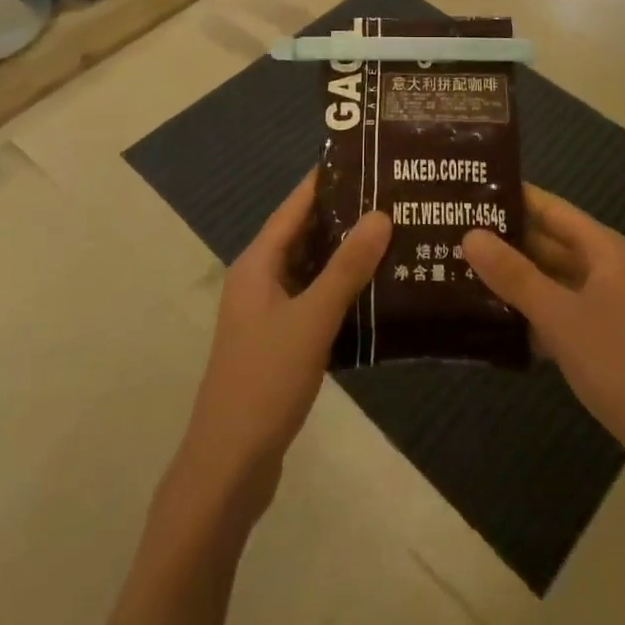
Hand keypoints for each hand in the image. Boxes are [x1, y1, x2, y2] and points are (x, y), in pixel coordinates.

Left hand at [174, 169, 390, 520]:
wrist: (229, 466)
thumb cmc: (266, 380)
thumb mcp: (312, 319)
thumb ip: (347, 268)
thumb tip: (381, 214)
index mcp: (258, 263)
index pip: (295, 205)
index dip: (327, 180)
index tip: (367, 158)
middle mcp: (259, 279)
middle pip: (304, 234)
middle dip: (345, 216)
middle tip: (394, 197)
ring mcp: (267, 312)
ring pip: (311, 269)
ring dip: (346, 255)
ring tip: (394, 236)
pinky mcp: (279, 341)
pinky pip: (313, 299)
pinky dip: (341, 290)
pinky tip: (377, 292)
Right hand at [463, 187, 624, 494]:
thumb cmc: (623, 368)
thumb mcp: (561, 318)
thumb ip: (514, 276)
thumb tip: (470, 234)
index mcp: (605, 250)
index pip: (550, 208)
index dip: (511, 197)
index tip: (466, 191)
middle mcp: (607, 269)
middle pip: (548, 243)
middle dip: (504, 240)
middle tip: (449, 233)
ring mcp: (607, 307)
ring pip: (551, 281)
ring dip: (513, 279)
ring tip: (458, 272)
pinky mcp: (603, 342)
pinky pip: (558, 313)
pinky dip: (529, 314)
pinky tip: (491, 323)